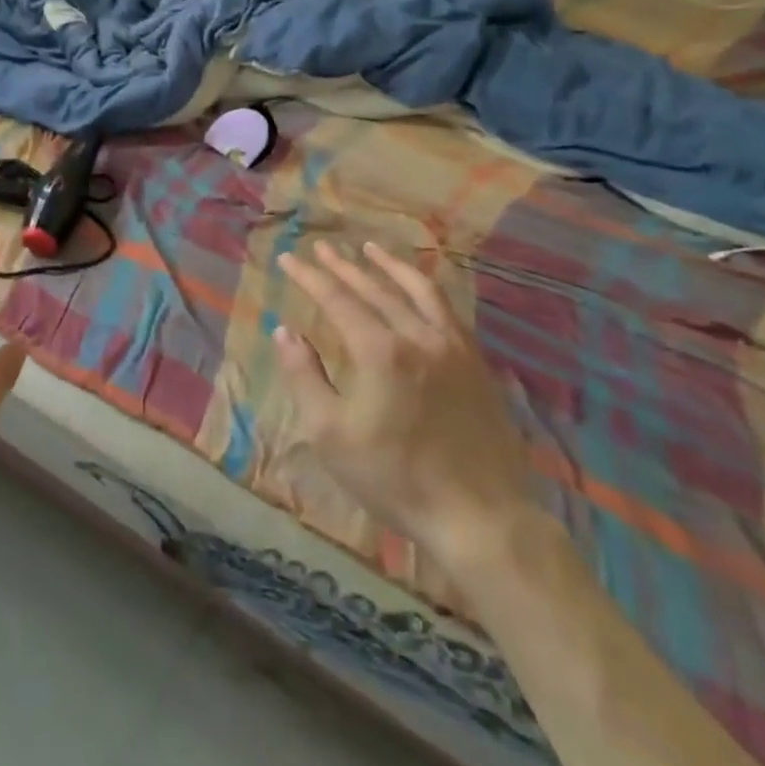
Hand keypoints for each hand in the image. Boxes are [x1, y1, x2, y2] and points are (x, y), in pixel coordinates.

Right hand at [276, 240, 538, 579]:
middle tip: (321, 247)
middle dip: (343, 265)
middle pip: (375, 288)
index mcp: (380, 350)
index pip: (337, 299)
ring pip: (418, 290)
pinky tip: (419, 288)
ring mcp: (454, 347)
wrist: (480, 518)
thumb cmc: (394, 477)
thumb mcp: (330, 434)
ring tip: (370, 248)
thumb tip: (284, 332)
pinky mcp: (477, 363)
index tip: (287, 257)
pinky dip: (426, 289)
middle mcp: (418, 336)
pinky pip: (448, 310)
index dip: (309, 277)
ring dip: (389, 266)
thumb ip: (304, 377)